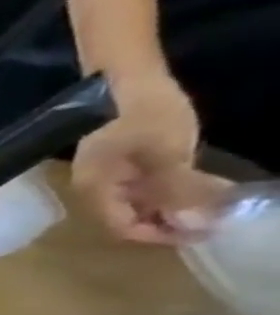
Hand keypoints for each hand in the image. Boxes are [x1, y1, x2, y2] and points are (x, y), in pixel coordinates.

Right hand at [71, 75, 227, 243]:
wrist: (125, 79)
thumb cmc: (142, 115)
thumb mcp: (167, 152)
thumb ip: (177, 190)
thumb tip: (192, 225)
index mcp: (96, 189)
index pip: (123, 227)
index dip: (161, 234)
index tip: (205, 231)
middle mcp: (96, 189)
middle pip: (131, 219)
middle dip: (173, 220)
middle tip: (218, 216)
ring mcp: (108, 177)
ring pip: (141, 205)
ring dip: (178, 206)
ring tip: (217, 199)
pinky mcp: (122, 165)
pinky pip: (145, 189)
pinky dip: (173, 192)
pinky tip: (201, 183)